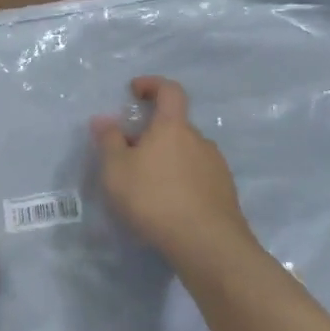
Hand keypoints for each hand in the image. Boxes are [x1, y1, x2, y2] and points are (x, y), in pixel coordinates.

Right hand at [92, 76, 251, 265]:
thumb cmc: (155, 198)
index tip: (135, 91)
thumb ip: (109, 141)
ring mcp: (217, 168)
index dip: (152, 84)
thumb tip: (104, 119)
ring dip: (168, 161)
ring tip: (148, 187)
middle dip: (153, 134)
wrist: (208, 246)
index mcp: (173, 127)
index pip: (169, 90)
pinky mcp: (226, 195)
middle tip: (131, 154)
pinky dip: (182, 183)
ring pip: (187, 154)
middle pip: (176, 127)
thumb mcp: (117, 170)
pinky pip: (199, 178)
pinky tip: (169, 206)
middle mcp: (200, 140)